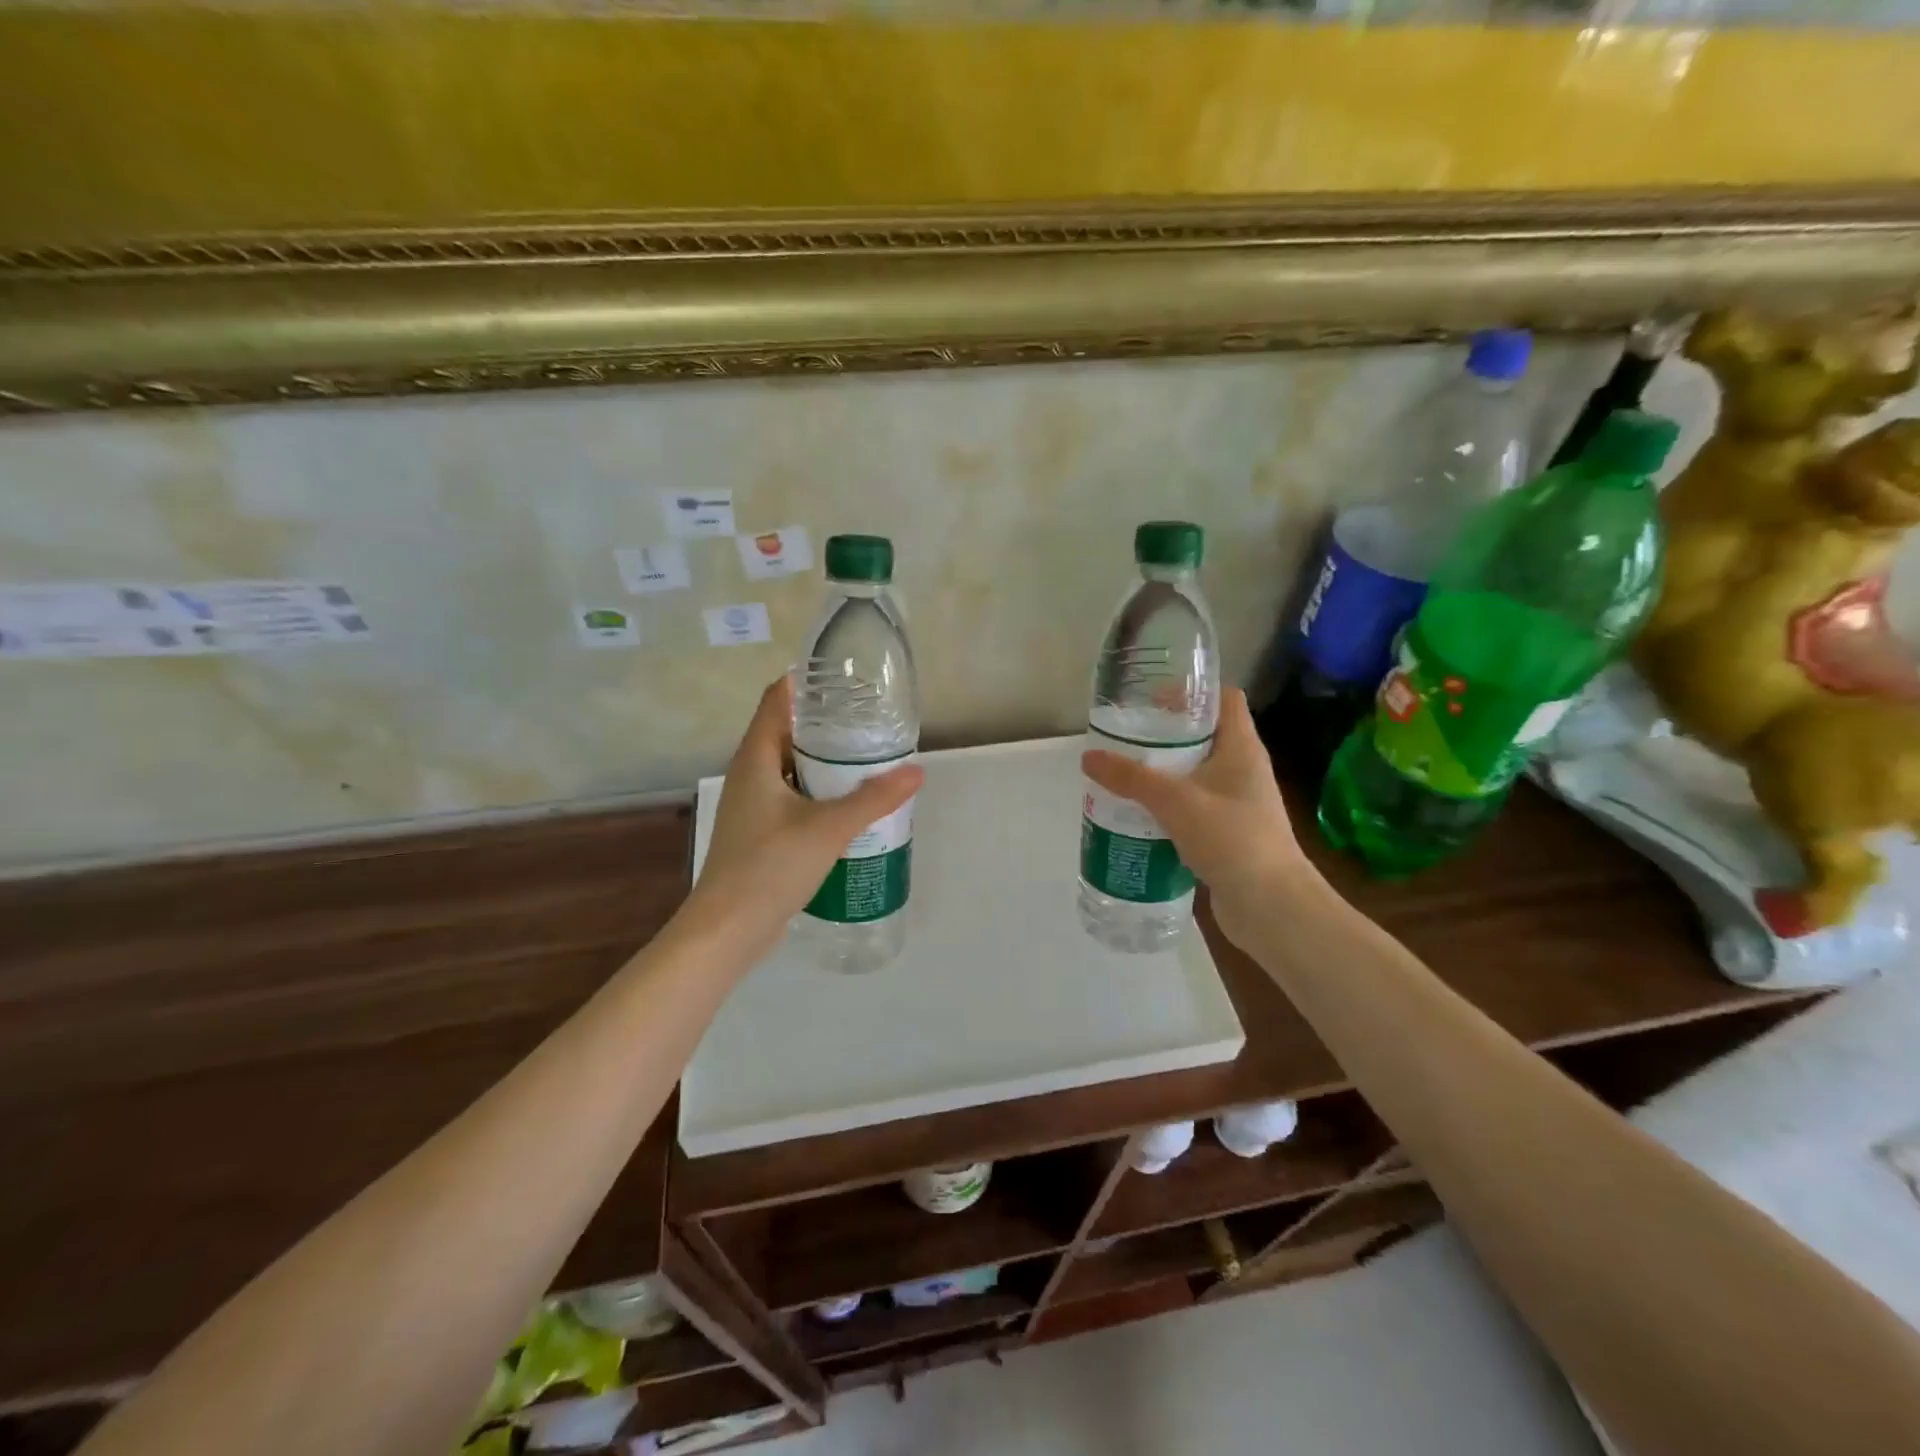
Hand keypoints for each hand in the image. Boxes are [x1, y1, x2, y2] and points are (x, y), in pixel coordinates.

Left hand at [681, 676, 923, 960]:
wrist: (729, 929)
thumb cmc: (770, 866)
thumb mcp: (828, 828)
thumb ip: (873, 799)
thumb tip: (916, 772)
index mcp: (755, 759)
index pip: (776, 701)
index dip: (804, 682)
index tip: (842, 677)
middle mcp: (749, 775)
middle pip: (785, 732)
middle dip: (824, 723)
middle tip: (867, 719)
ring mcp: (752, 806)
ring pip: (790, 768)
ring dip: (822, 761)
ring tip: (865, 758)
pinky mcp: (759, 832)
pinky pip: (791, 797)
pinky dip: (817, 791)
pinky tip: (847, 805)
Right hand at [1081, 689, 1328, 948]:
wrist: (1271, 906)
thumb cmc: (1232, 838)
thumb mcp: (1175, 801)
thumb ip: (1131, 778)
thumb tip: (1089, 757)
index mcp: (1241, 748)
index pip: (1225, 700)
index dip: (1193, 692)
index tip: (1153, 698)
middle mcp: (1243, 770)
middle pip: (1204, 737)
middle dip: (1165, 736)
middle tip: (1125, 738)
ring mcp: (1236, 804)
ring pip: (1194, 776)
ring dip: (1162, 775)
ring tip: (1122, 775)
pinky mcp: (1226, 834)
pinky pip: (1192, 810)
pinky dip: (1167, 808)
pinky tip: (1136, 816)